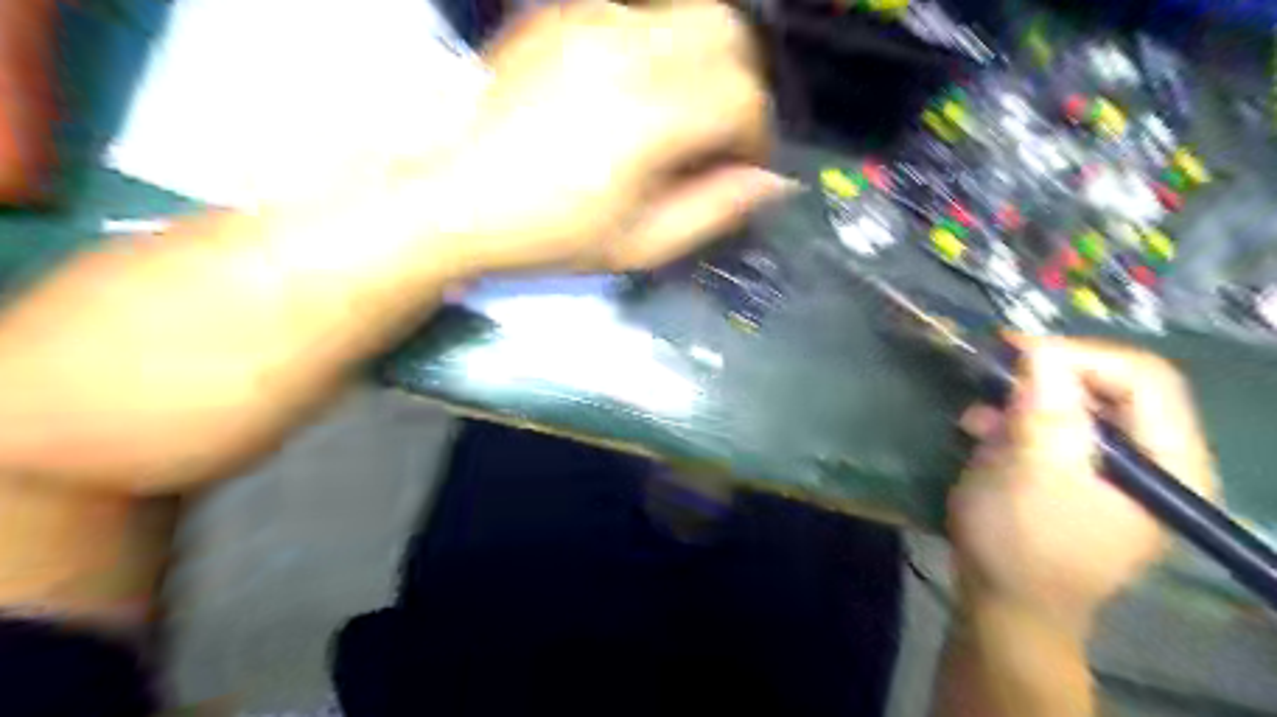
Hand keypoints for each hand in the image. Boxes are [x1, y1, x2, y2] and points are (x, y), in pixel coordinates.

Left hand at [423, 0, 795, 277]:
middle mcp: (628, 52)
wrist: (454, 197)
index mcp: (650, 118)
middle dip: (740, 85)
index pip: (743, 99)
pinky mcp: (562, 16)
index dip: (757, 137)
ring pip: (686, 13)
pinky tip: (635, 92)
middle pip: (728, 34)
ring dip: (703, 61)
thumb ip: (714, 209)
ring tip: (681, 111)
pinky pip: (638, 15)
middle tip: (719, 133)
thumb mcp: (640, 244)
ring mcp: (591, 23)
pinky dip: (659, 48)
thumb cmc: (549, 233)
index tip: (741, 167)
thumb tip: (771, 181)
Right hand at [947, 339, 1213, 629]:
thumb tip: (1041, 350)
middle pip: (1110, 387)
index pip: (1143, 377)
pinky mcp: (1075, 474)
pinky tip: (981, 431)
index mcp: (1167, 464)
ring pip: (1075, 405)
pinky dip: (1015, 422)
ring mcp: (1111, 468)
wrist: (1003, 604)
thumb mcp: (1031, 476)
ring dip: (1023, 401)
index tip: (1013, 349)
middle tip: (991, 370)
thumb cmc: (1021, 545)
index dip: (1078, 354)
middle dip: (1045, 376)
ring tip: (980, 414)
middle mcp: (1151, 460)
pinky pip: (1051, 428)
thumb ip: (1045, 413)